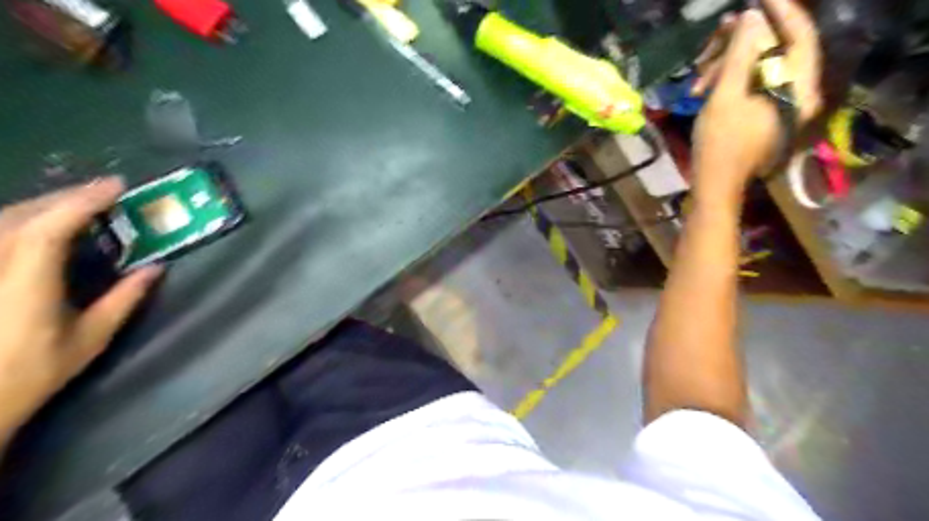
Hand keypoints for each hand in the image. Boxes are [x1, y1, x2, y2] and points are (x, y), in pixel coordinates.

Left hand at [0, 179, 161, 442]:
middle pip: (23, 215)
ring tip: (82, 206)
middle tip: (107, 194)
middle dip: (67, 198)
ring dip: (46, 207)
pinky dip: (25, 222)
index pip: (49, 228)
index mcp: (24, 284)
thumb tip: (156, 268)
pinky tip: (44, 226)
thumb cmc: (31, 373)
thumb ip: (124, 300)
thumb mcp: (90, 339)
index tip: (117, 187)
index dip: (83, 201)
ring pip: (5, 220)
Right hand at [688, 0, 818, 202]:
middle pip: (775, 52)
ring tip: (697, 80)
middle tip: (711, 43)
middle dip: (740, 47)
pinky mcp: (765, 114)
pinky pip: (751, 86)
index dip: (781, 13)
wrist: (714, 186)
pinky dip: (728, 83)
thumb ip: (740, 55)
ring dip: (726, 67)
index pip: (800, 37)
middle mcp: (799, 93)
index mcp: (799, 89)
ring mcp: (782, 105)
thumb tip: (751, 18)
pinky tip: (703, 89)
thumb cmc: (720, 145)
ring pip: (759, 69)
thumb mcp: (725, 97)